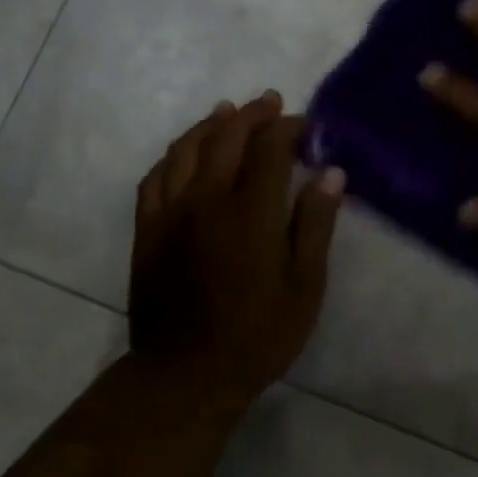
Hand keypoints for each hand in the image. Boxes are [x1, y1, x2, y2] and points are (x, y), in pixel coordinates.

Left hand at [129, 93, 345, 410]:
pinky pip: (155, 177)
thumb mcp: (304, 286)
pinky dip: (173, 155)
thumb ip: (315, 224)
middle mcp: (206, 200)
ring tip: (227, 112)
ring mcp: (170, 213)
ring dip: (209, 124)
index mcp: (250, 212)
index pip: (269, 149)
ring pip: (185, 150)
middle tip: (271, 102)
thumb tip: (331, 172)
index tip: (305, 124)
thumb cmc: (258, 335)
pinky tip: (183, 153)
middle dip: (251, 115)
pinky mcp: (146, 231)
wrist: (187, 374)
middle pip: (226, 138)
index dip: (288, 128)